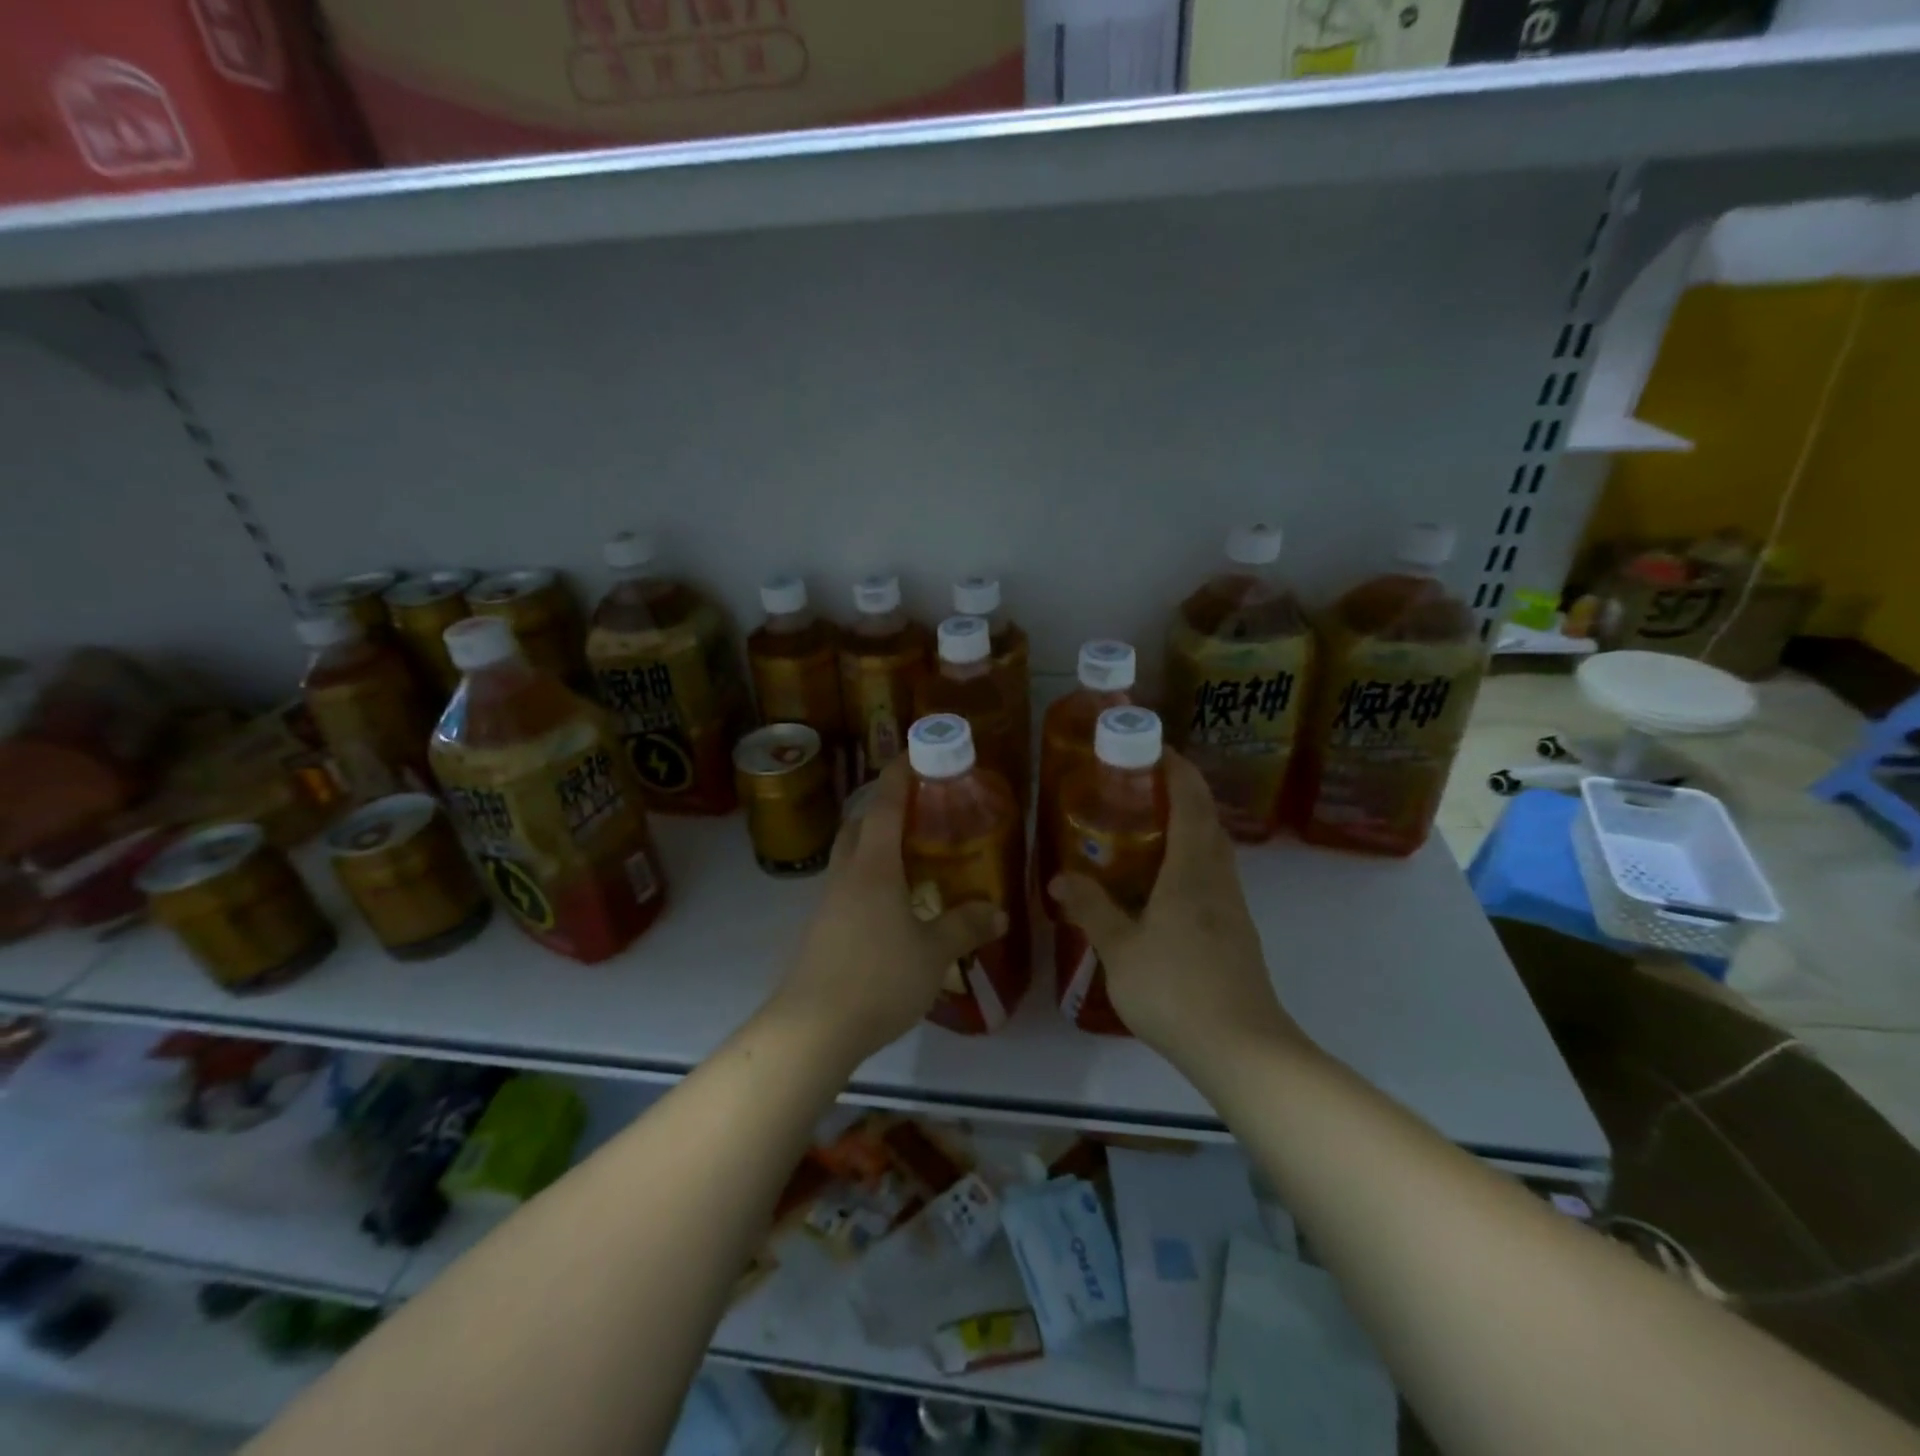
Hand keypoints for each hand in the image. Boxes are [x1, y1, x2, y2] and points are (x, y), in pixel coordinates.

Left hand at [768, 760, 1006, 1064]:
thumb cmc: (878, 978)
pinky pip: (847, 884)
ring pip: (850, 854)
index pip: (885, 805)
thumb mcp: (933, 953)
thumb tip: (999, 912)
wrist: (813, 1028)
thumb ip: (965, 927)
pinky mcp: (821, 928)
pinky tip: (890, 901)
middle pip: (859, 824)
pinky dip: (868, 875)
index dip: (899, 776)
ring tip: (908, 851)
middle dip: (883, 806)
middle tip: (917, 805)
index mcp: (874, 866)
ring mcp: (828, 901)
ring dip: (873, 841)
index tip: (913, 752)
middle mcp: (847, 874)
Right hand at [1050, 753, 1304, 1068]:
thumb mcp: (1120, 949)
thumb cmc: (1176, 989)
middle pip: (1207, 820)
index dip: (1177, 769)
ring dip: (1188, 826)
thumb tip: (1060, 878)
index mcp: (1191, 870)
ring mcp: (1232, 907)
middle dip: (1181, 792)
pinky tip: (1162, 883)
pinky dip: (1190, 860)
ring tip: (1146, 827)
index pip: (1191, 801)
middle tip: (1139, 786)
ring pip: (1213, 849)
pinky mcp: (1236, 932)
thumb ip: (1091, 910)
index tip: (1154, 748)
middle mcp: (1218, 879)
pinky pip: (1212, 876)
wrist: (1241, 1048)